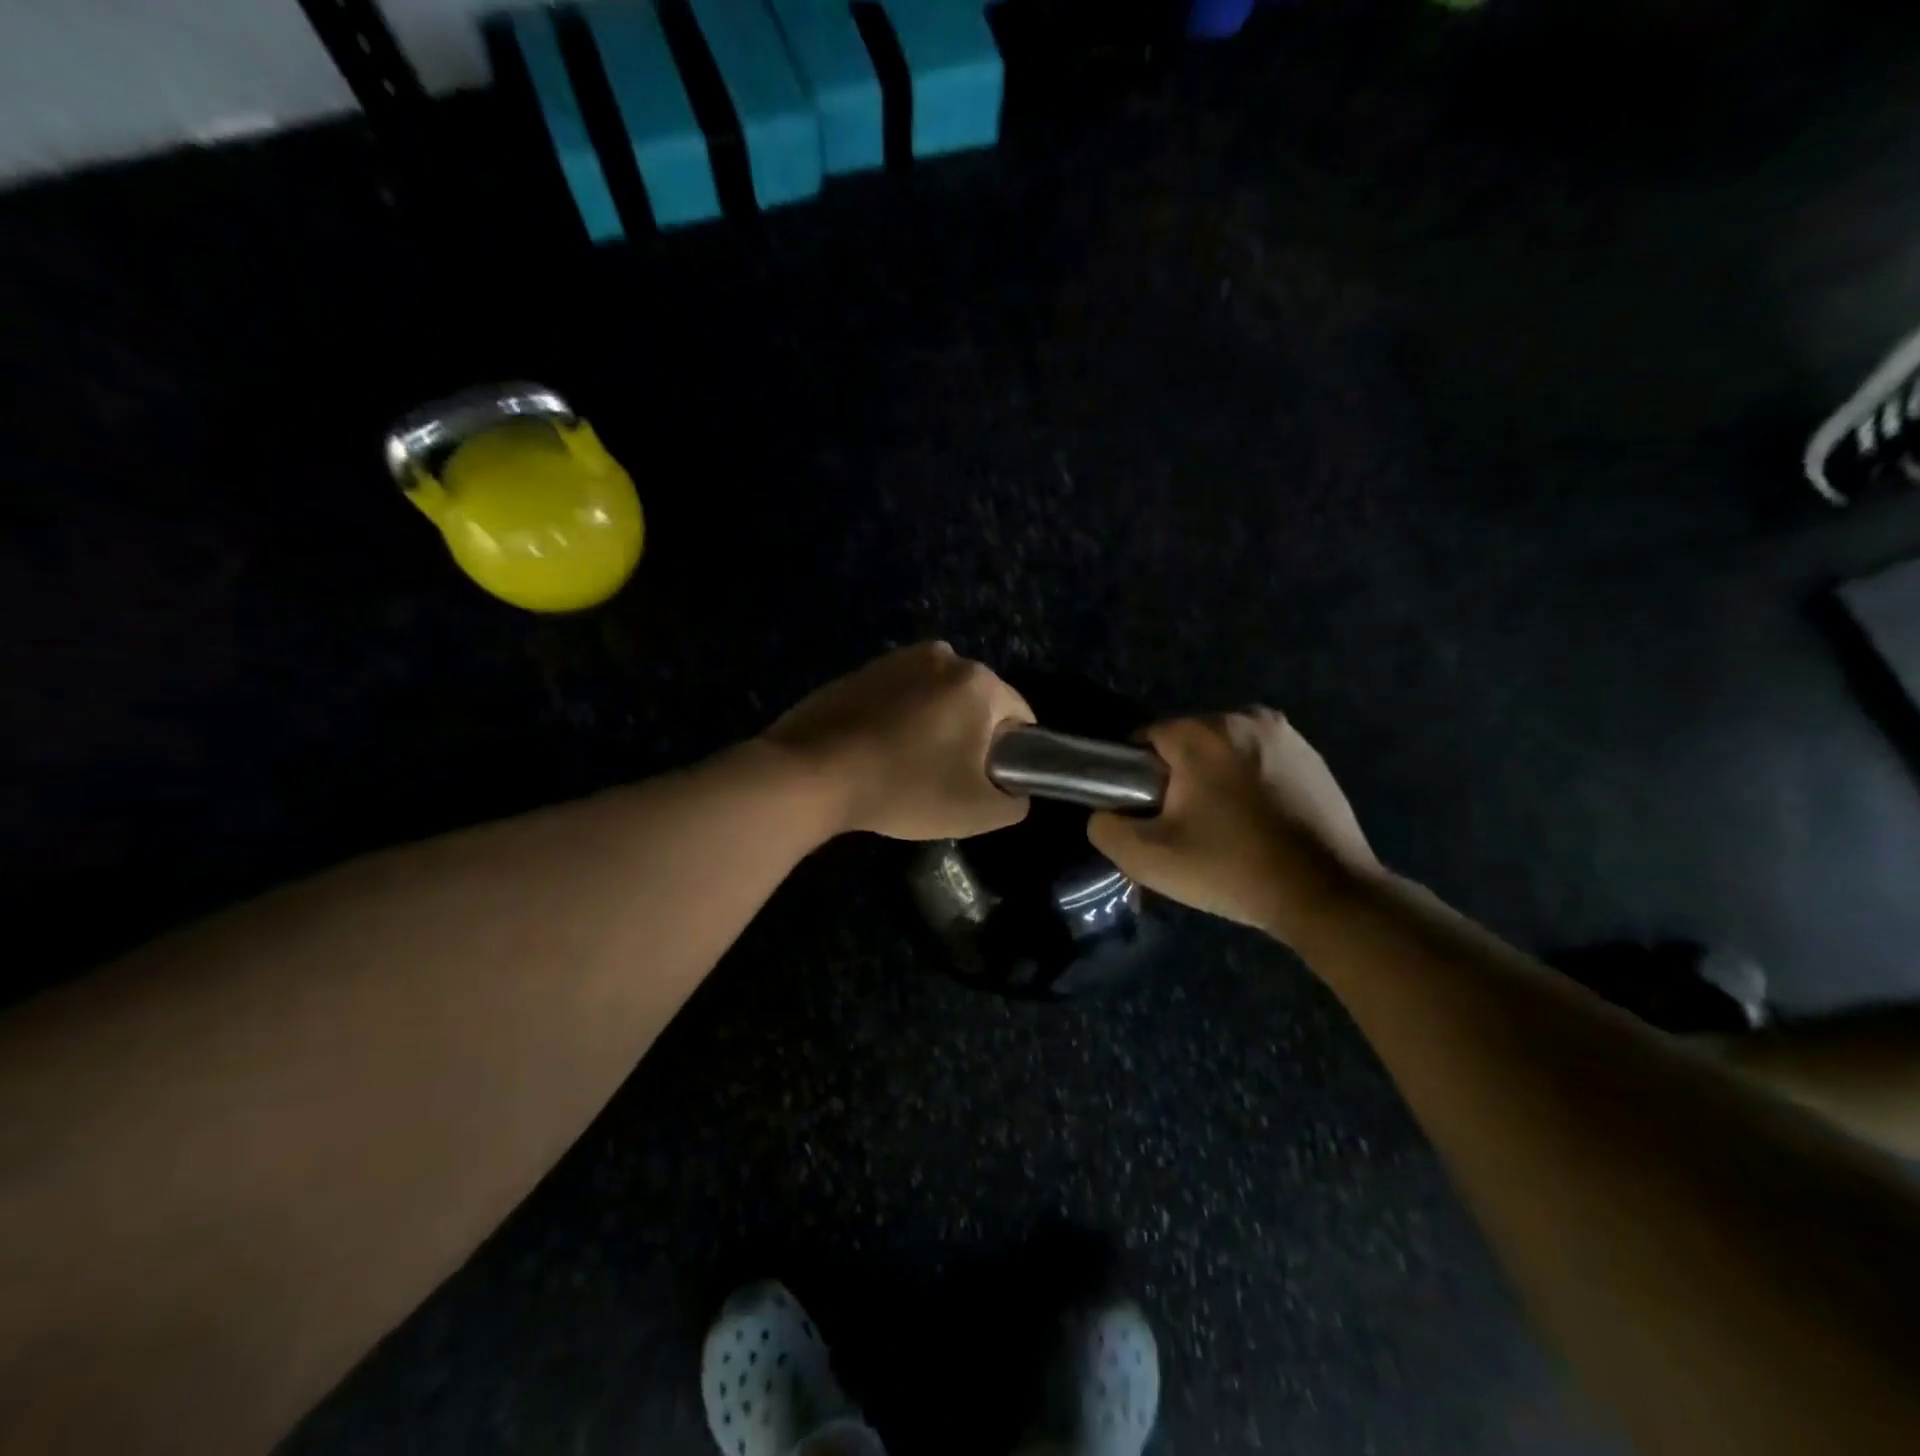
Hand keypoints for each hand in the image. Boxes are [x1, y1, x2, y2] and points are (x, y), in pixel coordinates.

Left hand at [761, 642, 1034, 840]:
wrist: (812, 774)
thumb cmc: (906, 787)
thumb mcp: (978, 811)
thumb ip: (1015, 801)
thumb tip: (1013, 790)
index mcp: (978, 680)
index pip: (1020, 717)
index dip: (1012, 755)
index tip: (984, 784)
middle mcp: (942, 656)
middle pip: (976, 705)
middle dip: (970, 739)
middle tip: (944, 781)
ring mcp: (896, 659)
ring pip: (936, 700)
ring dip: (933, 728)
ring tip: (906, 769)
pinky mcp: (861, 671)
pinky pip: (899, 698)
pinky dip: (899, 721)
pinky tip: (877, 754)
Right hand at [1088, 709, 1383, 943]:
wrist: (1328, 895)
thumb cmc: (1232, 869)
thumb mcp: (1148, 858)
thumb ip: (1105, 827)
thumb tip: (1106, 812)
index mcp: (1203, 732)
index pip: (1145, 741)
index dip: (1136, 779)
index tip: (1148, 816)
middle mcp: (1245, 717)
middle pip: (1186, 744)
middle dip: (1178, 779)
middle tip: (1186, 830)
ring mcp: (1287, 735)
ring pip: (1224, 753)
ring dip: (1215, 781)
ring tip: (1225, 830)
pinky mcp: (1314, 757)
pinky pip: (1260, 763)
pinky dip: (1250, 785)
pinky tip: (1258, 825)